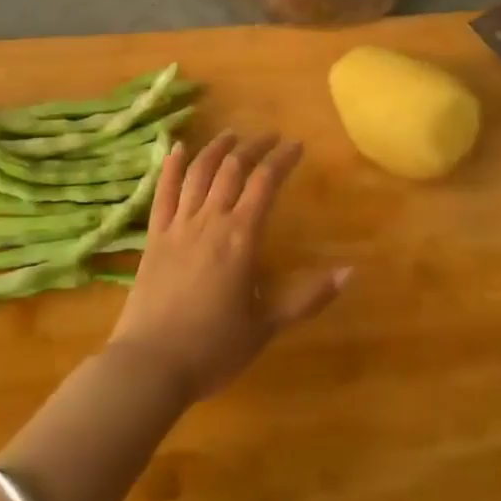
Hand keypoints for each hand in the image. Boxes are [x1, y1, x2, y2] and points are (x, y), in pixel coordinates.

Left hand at [107, 132, 350, 401]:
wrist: (150, 365)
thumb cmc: (213, 349)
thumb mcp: (266, 326)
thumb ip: (307, 297)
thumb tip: (350, 272)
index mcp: (240, 238)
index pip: (265, 183)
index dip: (282, 159)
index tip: (296, 145)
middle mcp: (210, 220)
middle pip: (232, 169)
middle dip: (254, 147)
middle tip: (270, 137)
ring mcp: (178, 225)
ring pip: (198, 173)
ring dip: (217, 148)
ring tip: (231, 134)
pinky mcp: (153, 236)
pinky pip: (162, 192)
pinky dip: (171, 166)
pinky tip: (177, 148)